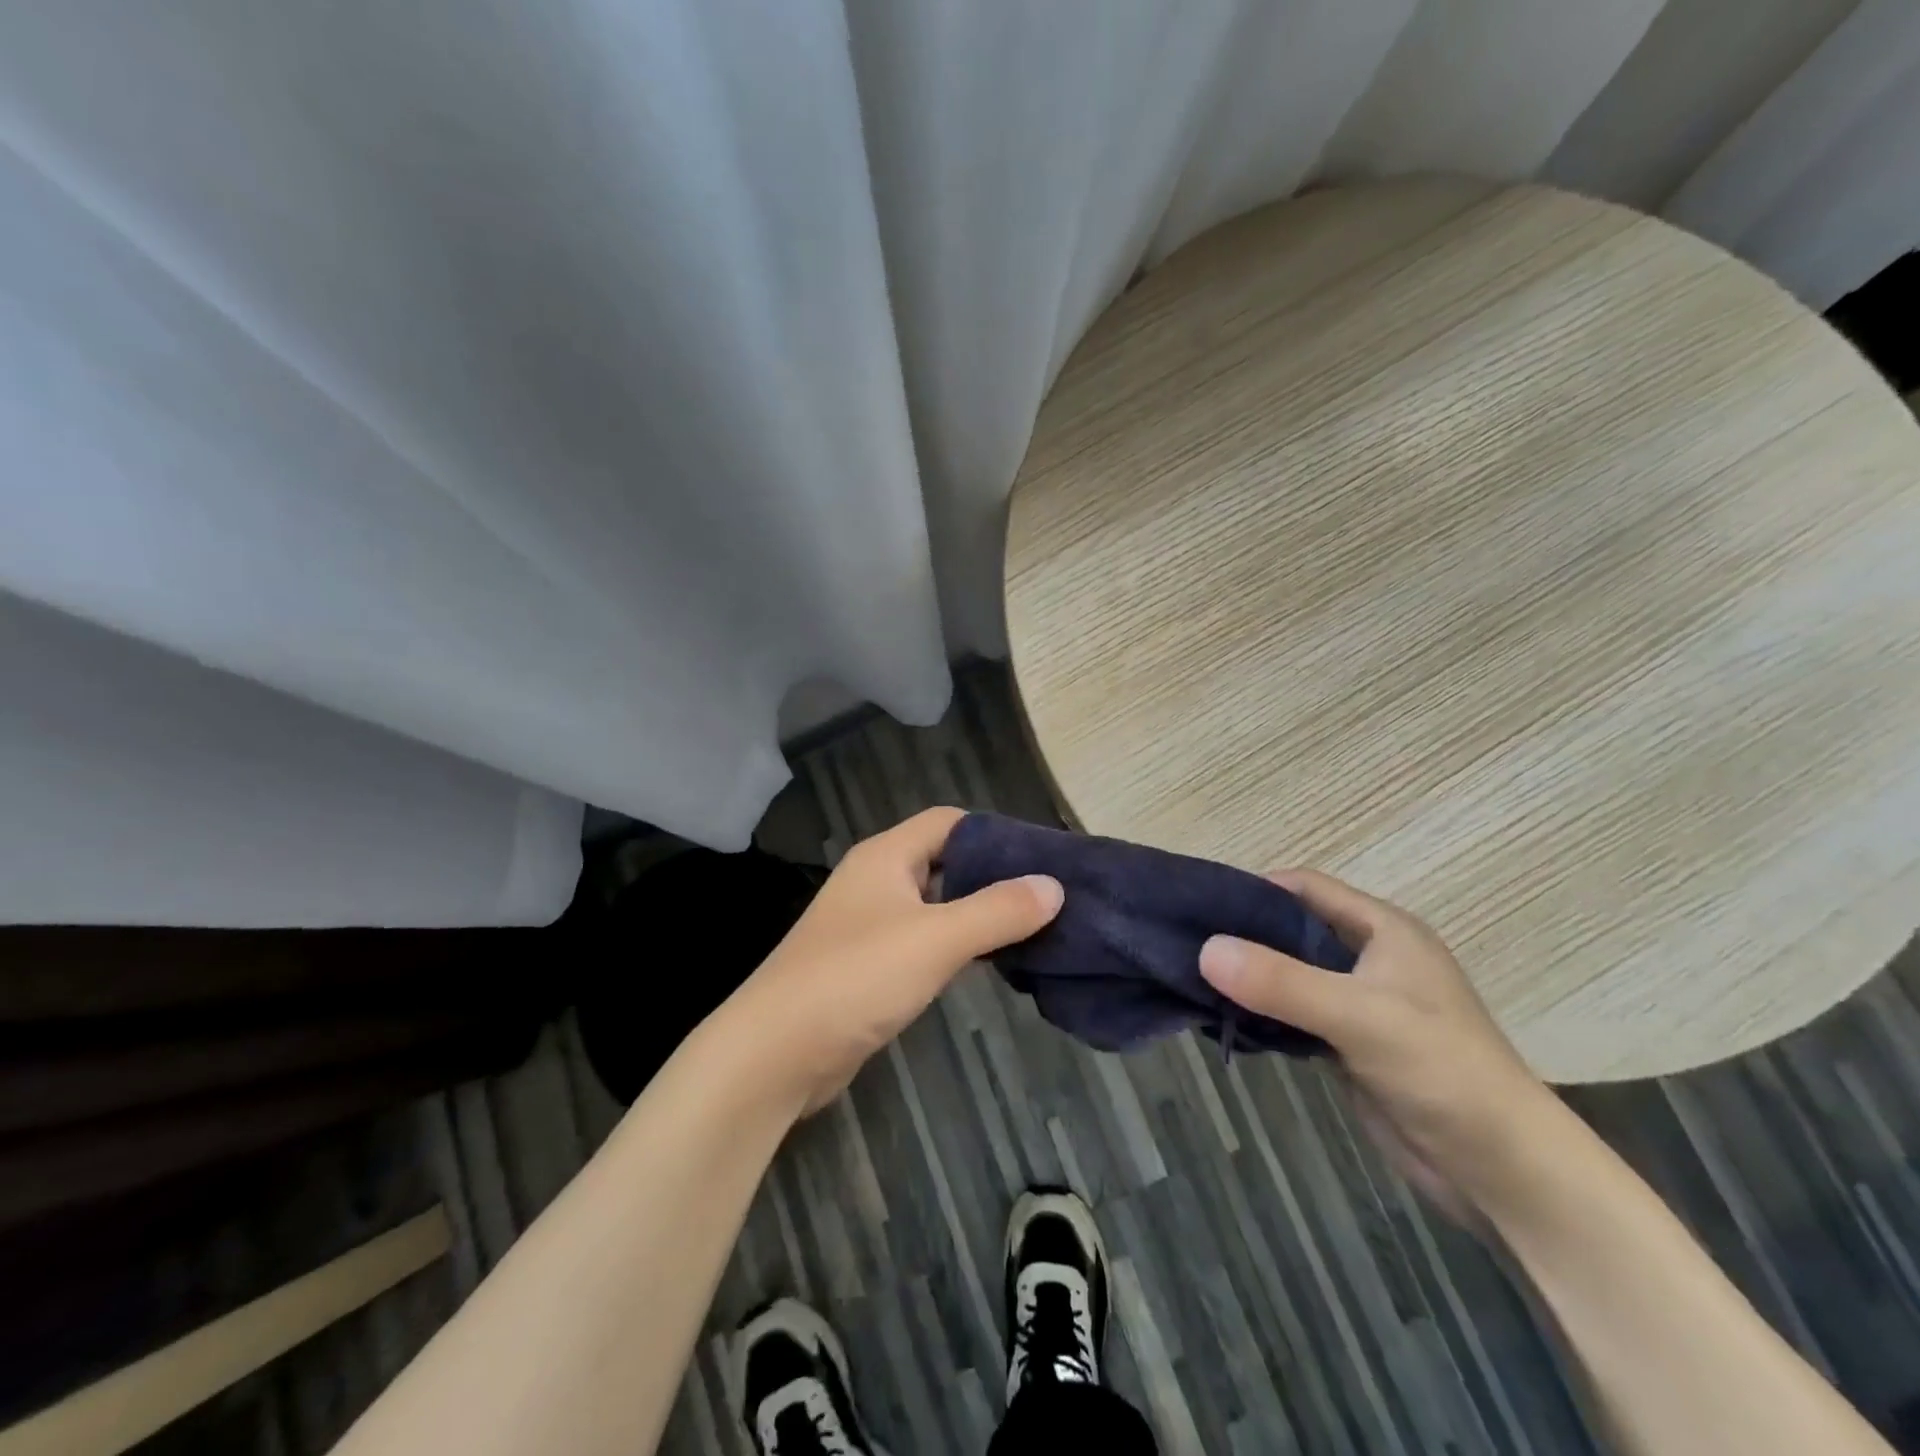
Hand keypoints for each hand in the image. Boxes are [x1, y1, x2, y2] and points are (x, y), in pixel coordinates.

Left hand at [720, 807, 1062, 1115]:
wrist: (776, 1052)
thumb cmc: (856, 977)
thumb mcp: (936, 939)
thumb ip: (998, 911)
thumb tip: (1054, 886)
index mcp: (886, 856)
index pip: (949, 822)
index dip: (995, 833)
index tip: (1043, 858)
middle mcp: (877, 881)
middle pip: (945, 861)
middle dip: (993, 875)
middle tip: (1047, 896)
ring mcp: (870, 925)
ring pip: (936, 905)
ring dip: (978, 913)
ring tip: (1032, 928)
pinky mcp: (869, 966)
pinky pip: (924, 941)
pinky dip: (957, 946)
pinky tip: (989, 963)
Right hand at [1199, 869, 1555, 1225]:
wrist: (1502, 1171)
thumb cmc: (1441, 1071)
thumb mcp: (1359, 1016)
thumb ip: (1281, 981)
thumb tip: (1204, 949)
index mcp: (1383, 930)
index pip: (1307, 888)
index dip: (1256, 890)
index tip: (1202, 905)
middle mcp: (1369, 958)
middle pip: (1293, 929)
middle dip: (1244, 934)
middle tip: (1187, 942)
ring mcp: (1359, 1003)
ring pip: (1290, 974)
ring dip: (1250, 976)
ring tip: (1193, 976)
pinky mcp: (1350, 1044)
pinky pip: (1294, 1014)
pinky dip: (1262, 1012)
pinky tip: (1225, 1016)